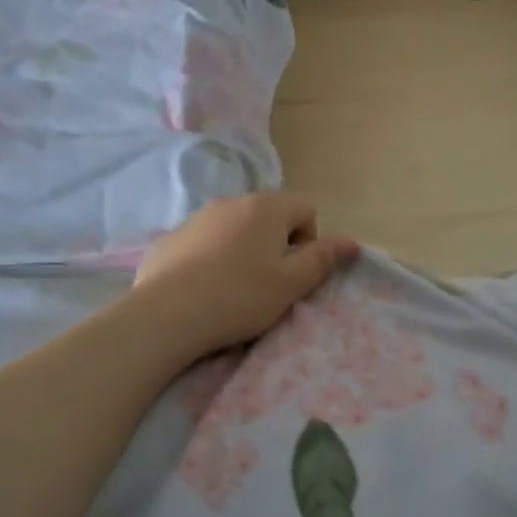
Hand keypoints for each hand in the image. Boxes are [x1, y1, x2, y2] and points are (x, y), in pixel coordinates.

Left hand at [133, 193, 358, 360]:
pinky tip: (201, 290)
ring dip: (242, 250)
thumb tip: (351, 242)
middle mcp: (232, 201)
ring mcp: (197, 217)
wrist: (164, 314)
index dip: (309, 241)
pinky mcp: (170, 237)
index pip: (306, 209)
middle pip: (270, 216)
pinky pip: (204, 242)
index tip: (293, 273)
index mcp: (266, 207)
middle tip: (266, 285)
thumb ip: (322, 259)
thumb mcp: (290, 284)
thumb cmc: (238, 297)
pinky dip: (210, 259)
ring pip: (235, 228)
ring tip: (232, 289)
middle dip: (275, 245)